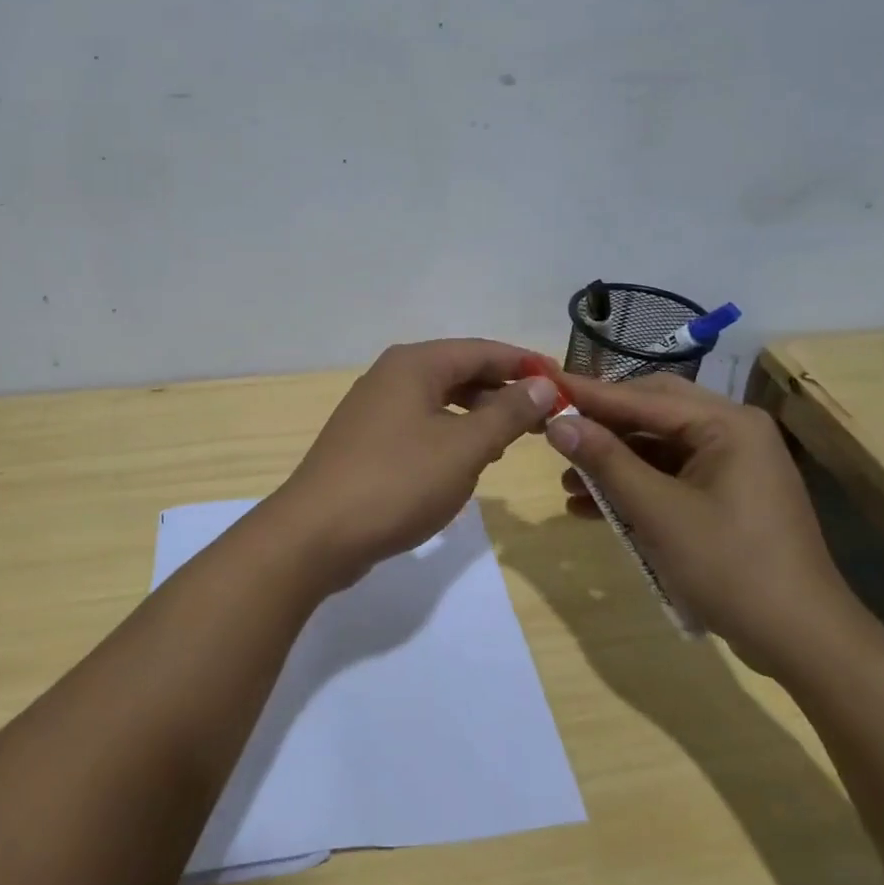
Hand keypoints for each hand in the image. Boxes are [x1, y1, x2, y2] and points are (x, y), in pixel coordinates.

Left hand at [268, 339, 561, 589]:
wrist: (316, 534)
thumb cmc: (397, 482)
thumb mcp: (464, 448)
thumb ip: (507, 413)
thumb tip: (542, 384)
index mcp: (414, 364)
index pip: (483, 350)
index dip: (526, 364)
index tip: (566, 385)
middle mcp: (392, 375)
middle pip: (461, 371)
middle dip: (504, 390)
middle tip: (547, 417)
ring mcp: (375, 408)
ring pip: (441, 400)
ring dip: (480, 414)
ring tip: (514, 438)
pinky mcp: (368, 441)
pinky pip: (422, 424)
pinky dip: (452, 433)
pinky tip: (469, 459)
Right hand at [545, 372, 869, 677]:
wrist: (803, 642)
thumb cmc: (730, 567)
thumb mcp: (658, 512)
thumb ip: (606, 461)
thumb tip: (557, 423)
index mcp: (727, 424)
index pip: (643, 397)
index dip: (588, 394)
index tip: (543, 385)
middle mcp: (733, 432)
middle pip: (651, 413)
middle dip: (601, 426)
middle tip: (554, 429)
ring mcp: (733, 465)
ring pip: (657, 447)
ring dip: (613, 462)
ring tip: (567, 482)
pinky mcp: (727, 495)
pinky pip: (670, 476)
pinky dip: (635, 488)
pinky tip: (595, 508)